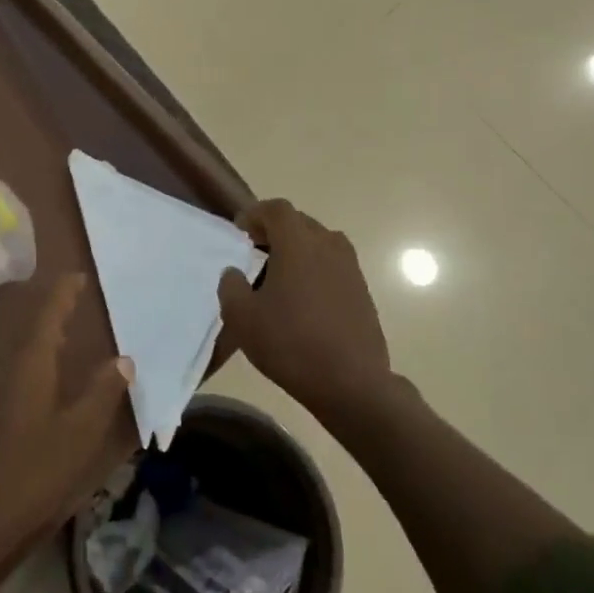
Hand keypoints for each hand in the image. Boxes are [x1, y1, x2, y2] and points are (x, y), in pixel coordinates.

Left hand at [0, 274, 131, 557]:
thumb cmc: (27, 472)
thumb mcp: (77, 435)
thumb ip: (101, 394)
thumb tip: (124, 359)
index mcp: (28, 360)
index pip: (48, 311)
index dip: (63, 291)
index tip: (78, 276)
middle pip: (25, 321)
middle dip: (48, 308)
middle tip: (72, 302)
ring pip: (10, 343)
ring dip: (33, 332)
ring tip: (57, 333)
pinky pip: (0, 363)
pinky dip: (21, 356)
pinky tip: (30, 375)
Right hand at [217, 199, 391, 416]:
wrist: (351, 383)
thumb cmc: (290, 343)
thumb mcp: (242, 318)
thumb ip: (231, 286)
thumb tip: (234, 272)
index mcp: (298, 244)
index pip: (276, 209)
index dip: (255, 214)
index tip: (240, 231)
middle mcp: (328, 246)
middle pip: (300, 222)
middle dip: (275, 230)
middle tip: (255, 251)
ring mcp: (350, 268)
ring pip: (320, 243)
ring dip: (298, 250)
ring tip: (279, 275)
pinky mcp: (362, 291)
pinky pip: (333, 266)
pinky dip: (315, 269)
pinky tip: (302, 299)